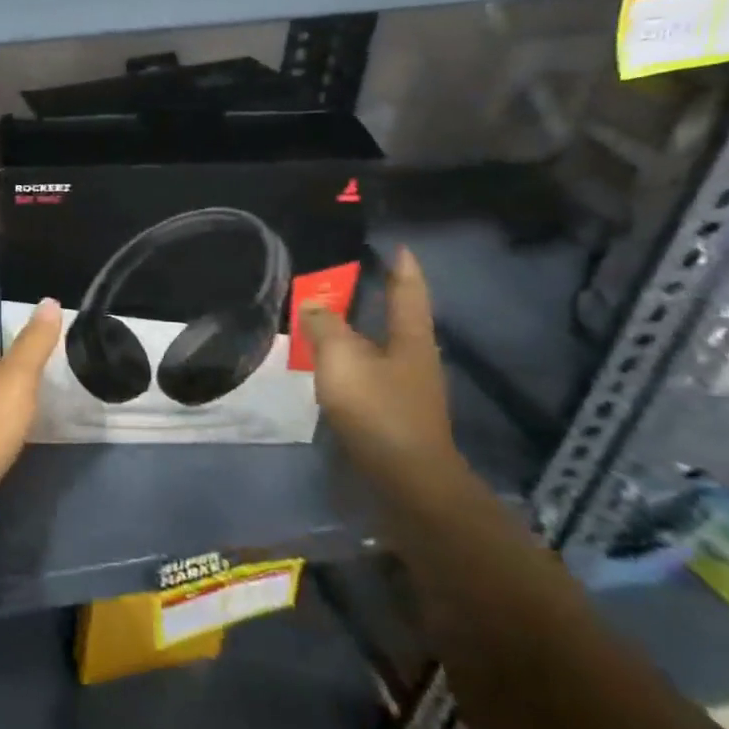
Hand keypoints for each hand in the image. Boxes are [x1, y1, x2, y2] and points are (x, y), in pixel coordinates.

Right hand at [299, 247, 457, 484]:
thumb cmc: (378, 410)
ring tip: (327, 318)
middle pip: (396, 319)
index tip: (396, 246)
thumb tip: (314, 304)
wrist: (406, 481)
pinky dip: (348, 361)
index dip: (402, 267)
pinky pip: (367, 373)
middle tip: (348, 277)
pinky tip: (329, 365)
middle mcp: (414, 359)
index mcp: (411, 338)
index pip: (408, 291)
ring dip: (357, 332)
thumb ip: (325, 327)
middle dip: (376, 298)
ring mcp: (406, 390)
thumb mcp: (342, 359)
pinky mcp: (392, 415)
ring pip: (379, 348)